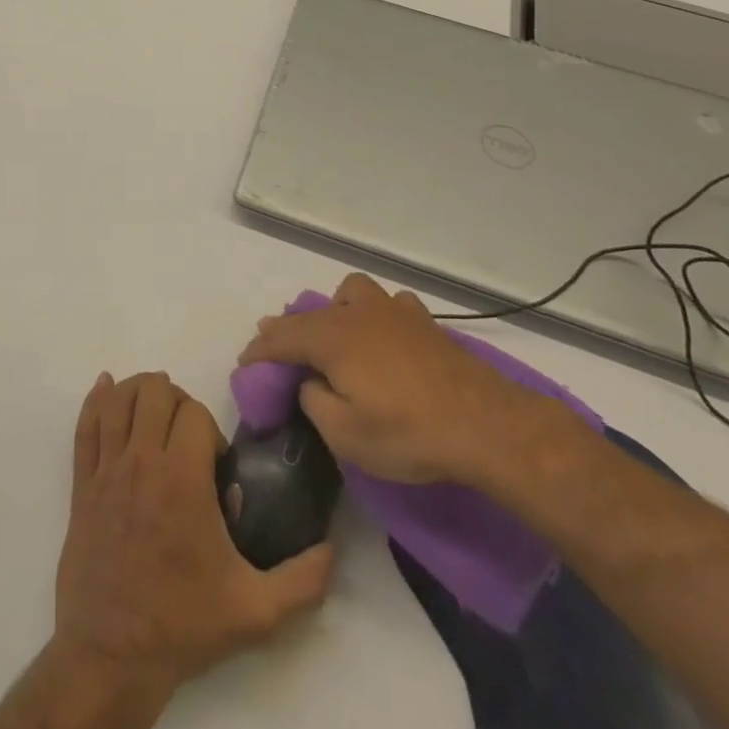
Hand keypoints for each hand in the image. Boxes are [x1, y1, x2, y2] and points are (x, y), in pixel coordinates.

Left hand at [51, 371, 333, 702]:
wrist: (112, 655)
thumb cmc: (182, 624)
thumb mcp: (255, 611)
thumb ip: (301, 580)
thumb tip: (330, 550)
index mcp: (182, 478)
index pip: (194, 412)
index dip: (210, 430)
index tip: (214, 465)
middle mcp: (142, 460)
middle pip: (155, 390)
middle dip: (176, 401)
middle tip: (186, 437)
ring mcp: (107, 469)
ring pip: (118, 399)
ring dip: (139, 392)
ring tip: (154, 412)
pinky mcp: (82, 483)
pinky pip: (84, 425)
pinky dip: (95, 400)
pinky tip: (105, 388)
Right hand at [237, 273, 571, 489]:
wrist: (484, 423)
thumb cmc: (408, 432)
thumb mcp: (346, 435)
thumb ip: (316, 403)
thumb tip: (311, 384)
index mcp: (332, 338)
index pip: (282, 337)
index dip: (259, 350)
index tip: (245, 363)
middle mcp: (356, 314)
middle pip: (312, 312)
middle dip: (290, 328)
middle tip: (280, 350)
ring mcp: (393, 312)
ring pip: (351, 293)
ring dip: (336, 310)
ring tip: (338, 336)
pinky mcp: (423, 322)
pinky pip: (389, 305)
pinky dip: (378, 317)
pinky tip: (385, 338)